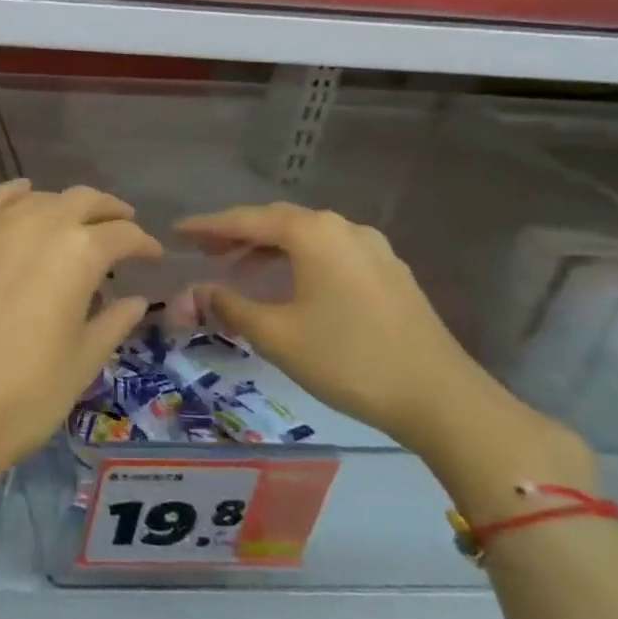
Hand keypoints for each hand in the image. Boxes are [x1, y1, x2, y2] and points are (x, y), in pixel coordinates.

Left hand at [0, 180, 161, 502]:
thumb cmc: (28, 393)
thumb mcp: (84, 360)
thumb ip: (114, 320)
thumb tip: (136, 300)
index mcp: (79, 252)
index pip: (122, 234)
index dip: (142, 244)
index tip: (151, 256)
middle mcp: (36, 224)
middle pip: (81, 200)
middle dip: (107, 212)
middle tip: (119, 227)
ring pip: (36, 198)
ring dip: (61, 206)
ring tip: (70, 223)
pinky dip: (13, 196)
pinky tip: (22, 196)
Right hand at [171, 203, 510, 459]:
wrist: (441, 398)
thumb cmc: (347, 359)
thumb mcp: (275, 334)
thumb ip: (228, 305)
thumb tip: (196, 291)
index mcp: (313, 233)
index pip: (245, 220)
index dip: (207, 226)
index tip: (176, 232)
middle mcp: (343, 228)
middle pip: (277, 220)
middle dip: (237, 233)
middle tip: (203, 249)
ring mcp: (372, 249)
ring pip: (306, 236)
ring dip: (267, 248)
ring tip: (238, 270)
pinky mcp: (389, 273)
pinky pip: (329, 253)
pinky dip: (297, 260)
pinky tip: (287, 285)